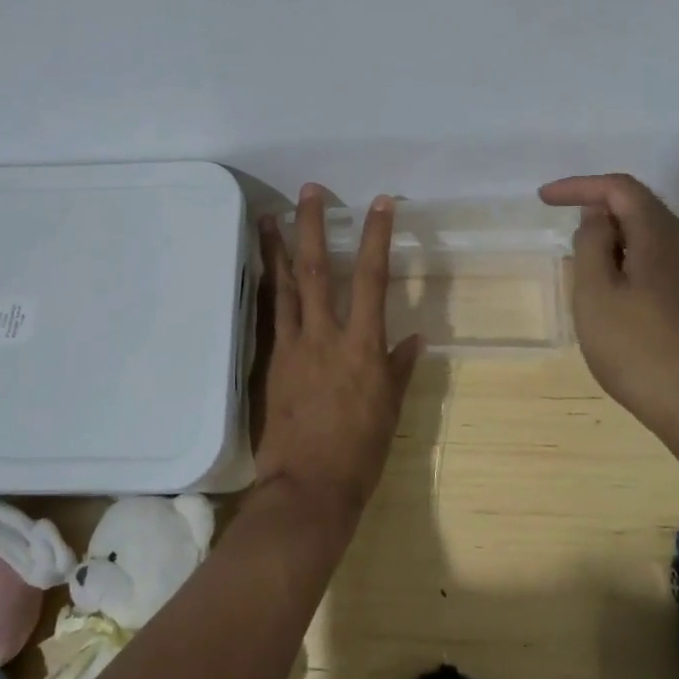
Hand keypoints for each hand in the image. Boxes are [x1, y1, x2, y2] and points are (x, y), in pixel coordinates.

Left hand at [252, 185, 424, 524]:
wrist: (309, 488)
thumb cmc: (361, 453)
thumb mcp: (391, 410)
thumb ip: (399, 368)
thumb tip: (414, 338)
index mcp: (363, 347)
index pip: (373, 279)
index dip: (376, 237)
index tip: (380, 204)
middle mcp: (327, 337)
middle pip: (319, 270)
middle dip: (314, 226)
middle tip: (310, 191)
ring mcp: (294, 347)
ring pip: (286, 286)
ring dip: (279, 248)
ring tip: (270, 216)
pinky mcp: (273, 362)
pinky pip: (271, 315)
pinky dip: (268, 287)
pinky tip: (264, 271)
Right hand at [539, 173, 678, 448]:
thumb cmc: (637, 350)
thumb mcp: (596, 294)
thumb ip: (591, 245)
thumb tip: (597, 217)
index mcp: (661, 236)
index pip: (620, 189)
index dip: (580, 186)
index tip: (544, 199)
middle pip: (641, 208)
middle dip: (599, 211)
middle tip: (566, 234)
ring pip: (653, 237)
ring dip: (616, 240)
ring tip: (586, 269)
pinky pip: (664, 263)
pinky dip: (633, 262)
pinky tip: (618, 296)